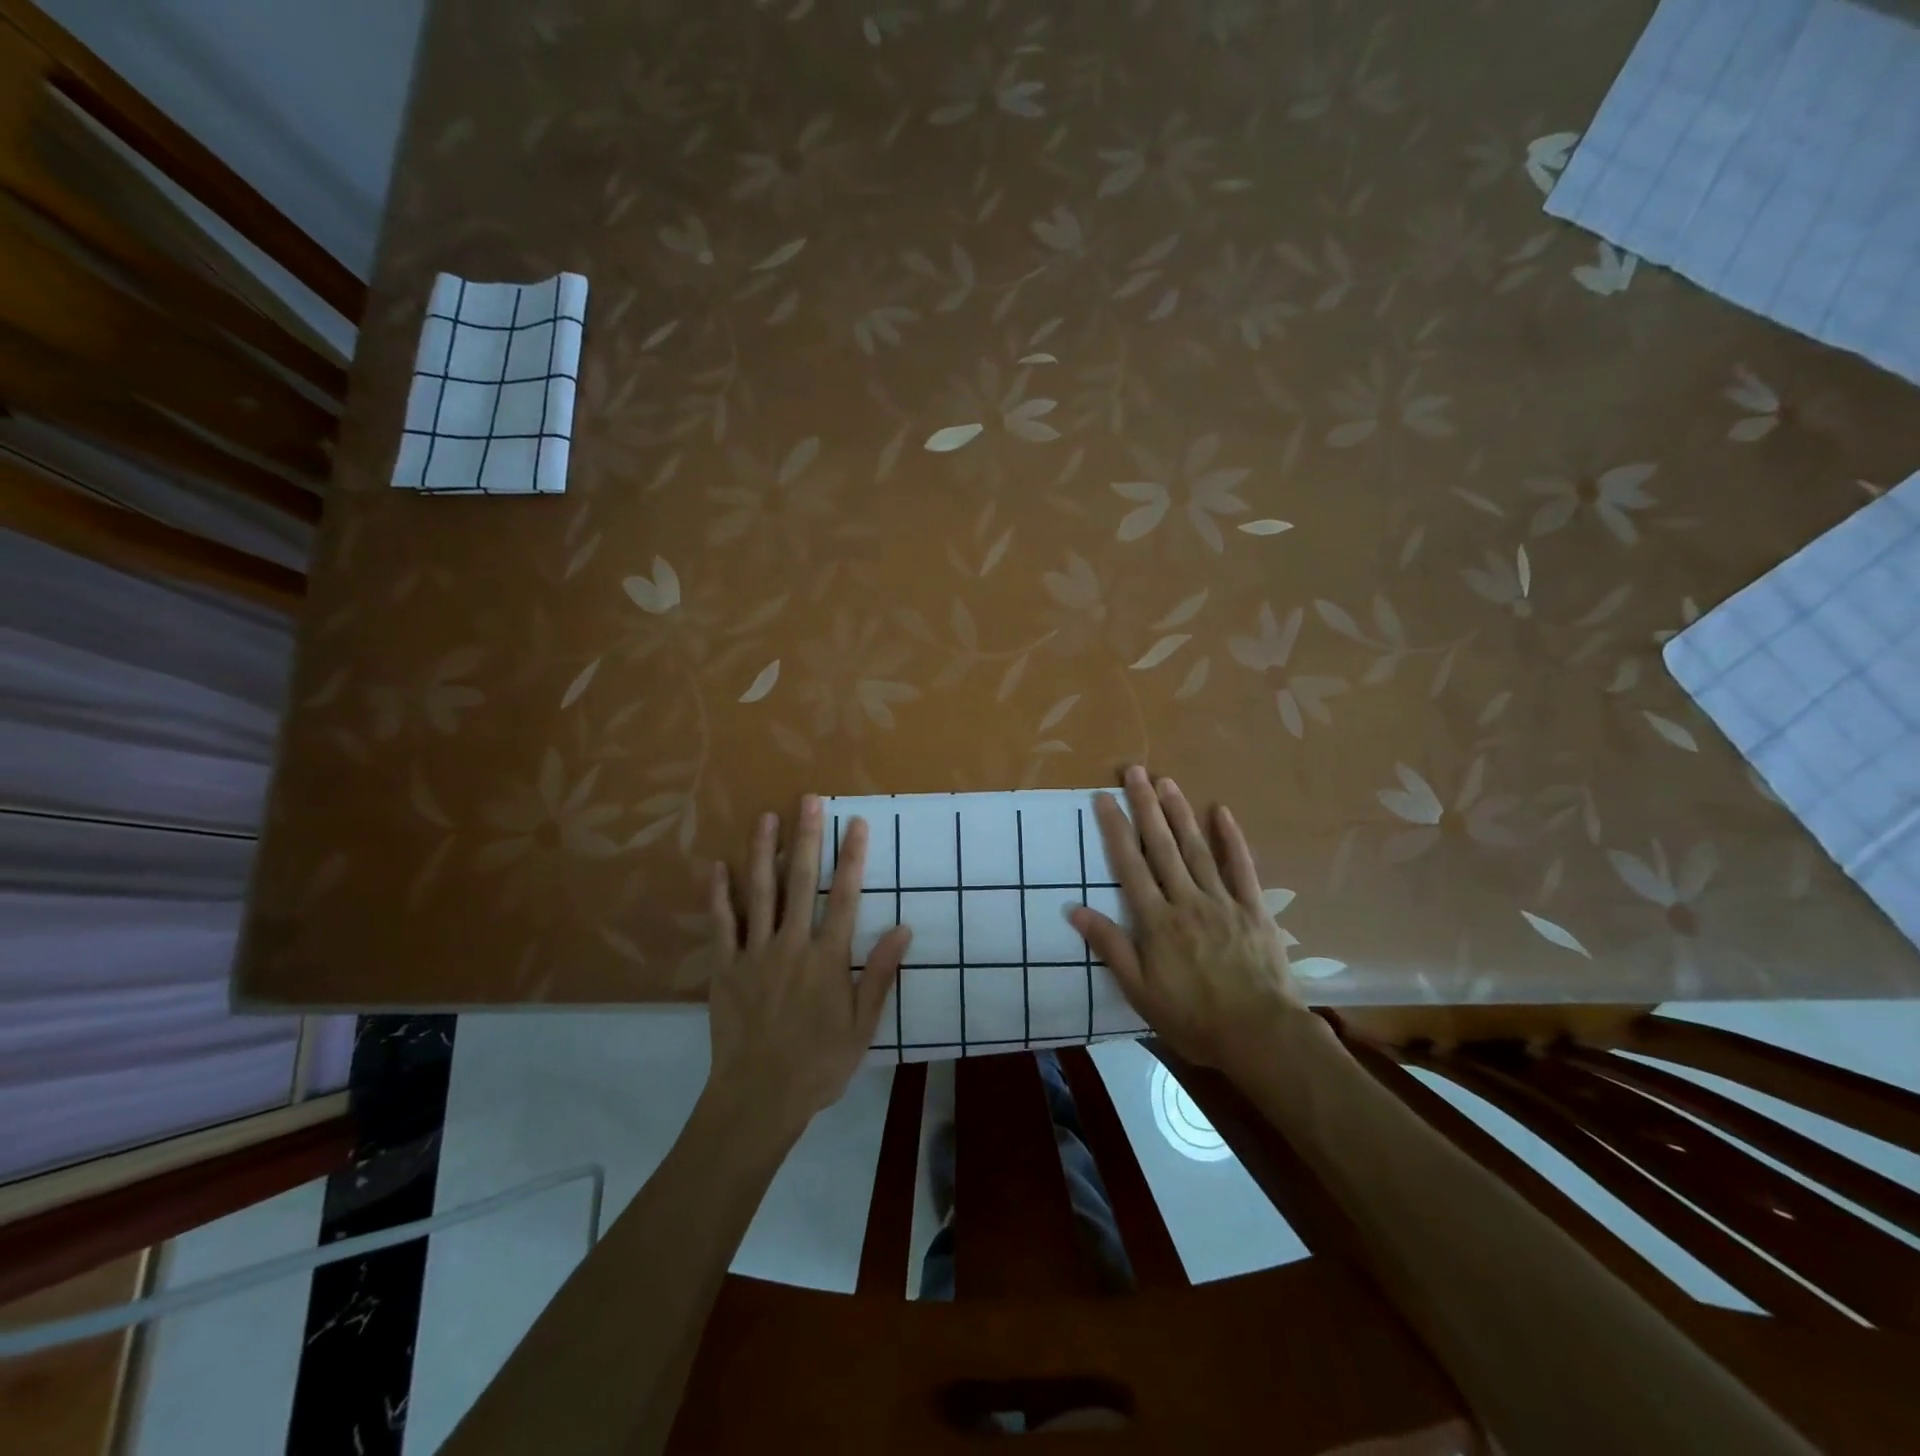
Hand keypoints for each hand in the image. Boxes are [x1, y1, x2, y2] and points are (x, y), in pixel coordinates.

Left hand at [706, 796, 909, 1137]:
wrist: (758, 1098)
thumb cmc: (818, 1065)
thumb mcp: (862, 1026)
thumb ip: (879, 975)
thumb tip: (903, 929)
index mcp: (827, 958)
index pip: (845, 897)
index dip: (852, 857)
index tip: (856, 823)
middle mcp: (791, 945)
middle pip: (801, 882)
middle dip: (808, 838)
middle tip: (810, 801)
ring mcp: (754, 954)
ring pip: (760, 892)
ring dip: (764, 852)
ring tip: (767, 817)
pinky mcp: (725, 968)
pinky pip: (722, 924)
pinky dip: (720, 894)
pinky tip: (719, 866)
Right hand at [1068, 765, 1302, 1073]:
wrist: (1260, 1035)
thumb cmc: (1193, 1018)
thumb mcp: (1140, 992)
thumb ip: (1110, 947)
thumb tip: (1074, 910)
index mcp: (1156, 921)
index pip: (1129, 865)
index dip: (1115, 828)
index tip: (1103, 797)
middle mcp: (1186, 900)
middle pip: (1162, 846)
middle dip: (1145, 806)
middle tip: (1134, 771)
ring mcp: (1222, 901)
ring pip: (1196, 848)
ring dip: (1180, 812)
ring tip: (1166, 782)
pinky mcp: (1252, 908)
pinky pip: (1241, 867)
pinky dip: (1231, 838)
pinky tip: (1221, 811)